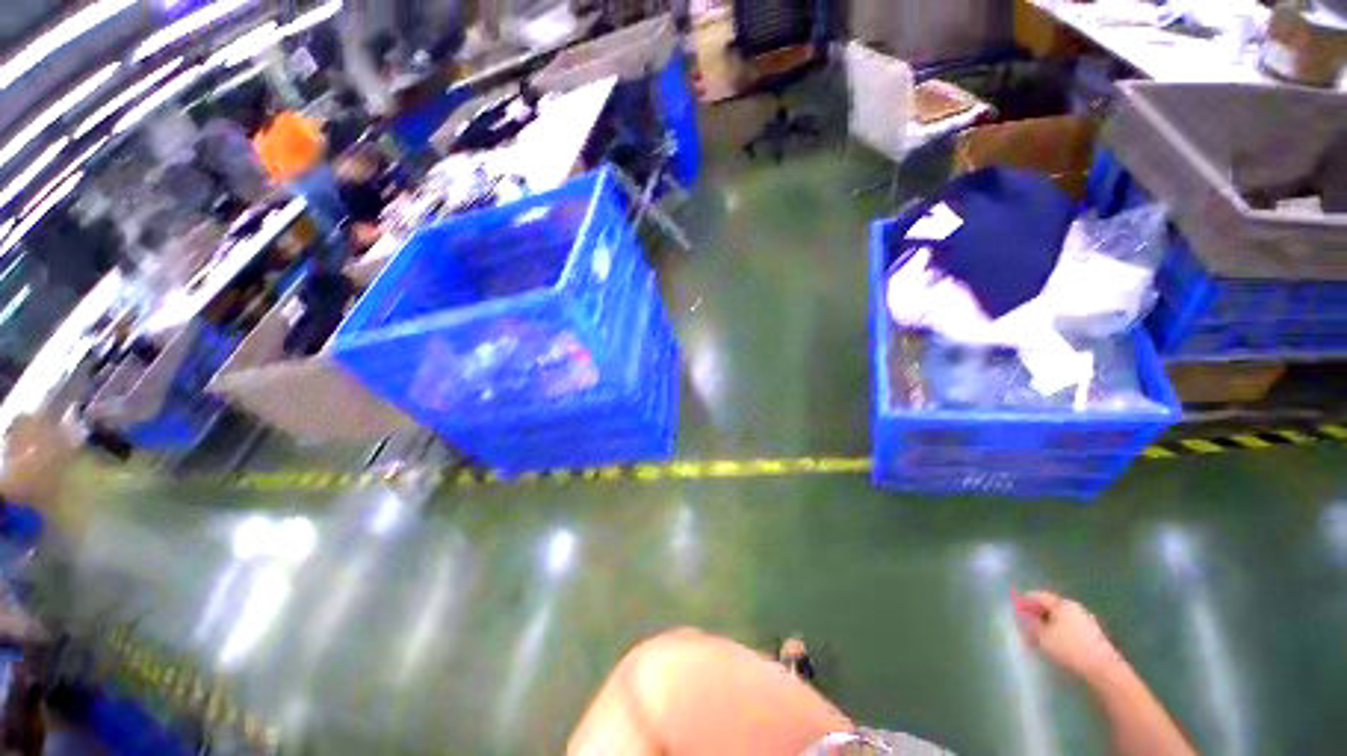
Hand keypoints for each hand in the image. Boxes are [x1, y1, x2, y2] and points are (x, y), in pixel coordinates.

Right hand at [1015, 590, 1123, 681]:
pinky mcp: (1092, 635)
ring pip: (1060, 618)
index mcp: (1062, 604)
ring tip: (1038, 636)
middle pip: (1051, 606)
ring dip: (1047, 624)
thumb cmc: (1069, 648)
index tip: (1014, 607)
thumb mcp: (1043, 636)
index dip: (1025, 600)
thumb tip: (1023, 616)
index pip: (1039, 596)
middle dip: (1036, 613)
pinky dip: (1058, 631)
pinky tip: (1055, 643)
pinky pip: (1069, 627)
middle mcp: (1075, 608)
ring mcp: (1086, 621)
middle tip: (1025, 623)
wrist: (1103, 669)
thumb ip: (1030, 624)